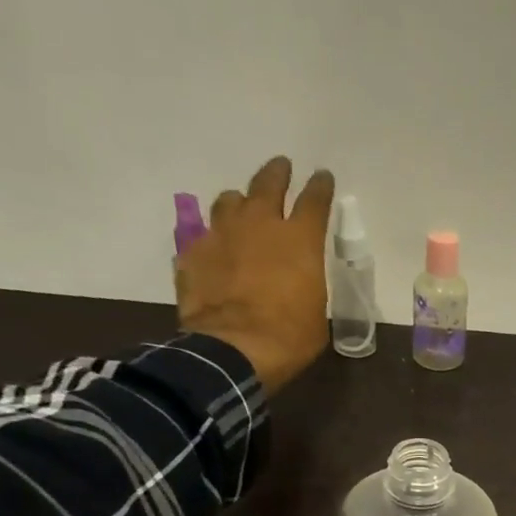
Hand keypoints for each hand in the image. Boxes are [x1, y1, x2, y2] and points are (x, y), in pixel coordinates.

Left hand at [176, 156, 334, 392]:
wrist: (234, 348)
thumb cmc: (290, 336)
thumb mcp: (316, 312)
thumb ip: (307, 284)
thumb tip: (298, 282)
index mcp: (300, 240)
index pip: (315, 200)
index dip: (320, 186)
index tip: (322, 176)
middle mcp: (260, 224)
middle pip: (268, 184)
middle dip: (277, 173)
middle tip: (281, 167)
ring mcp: (222, 233)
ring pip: (230, 200)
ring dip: (240, 202)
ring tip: (242, 207)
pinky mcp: (193, 251)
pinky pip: (204, 234)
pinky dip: (214, 238)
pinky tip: (216, 250)